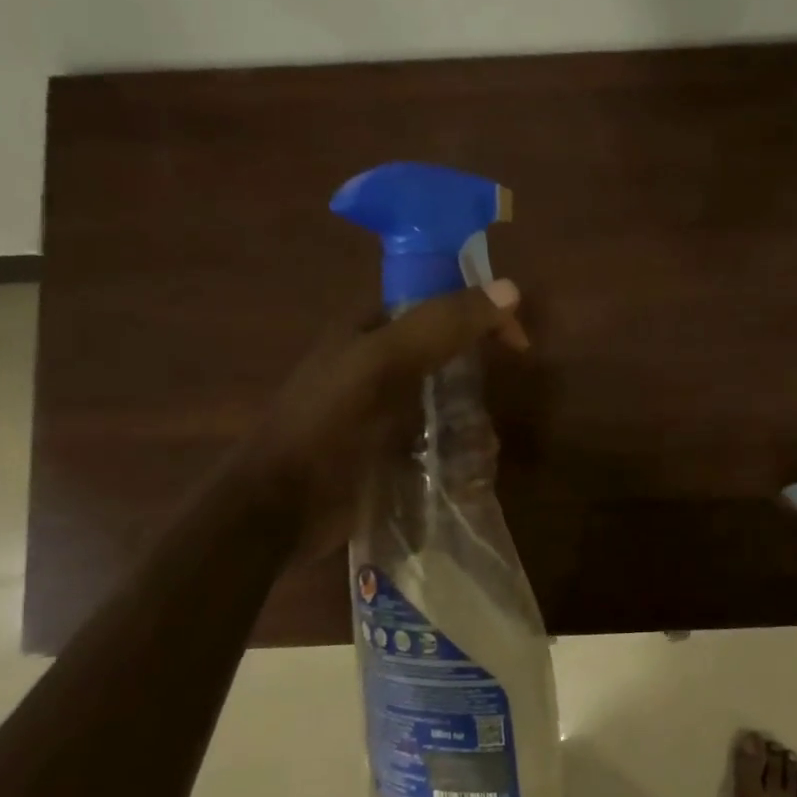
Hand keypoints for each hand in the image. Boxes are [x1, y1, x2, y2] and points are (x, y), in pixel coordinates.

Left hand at [235, 280, 527, 559]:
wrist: (279, 508)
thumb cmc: (328, 426)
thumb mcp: (382, 364)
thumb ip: (441, 325)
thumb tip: (510, 288)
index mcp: (370, 329)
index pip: (438, 303)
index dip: (480, 313)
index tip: (517, 343)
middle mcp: (378, 364)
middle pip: (448, 356)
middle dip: (477, 378)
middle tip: (490, 406)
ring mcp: (385, 411)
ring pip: (448, 403)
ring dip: (471, 424)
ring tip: (480, 451)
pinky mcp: (390, 452)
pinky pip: (439, 442)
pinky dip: (459, 454)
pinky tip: (466, 473)